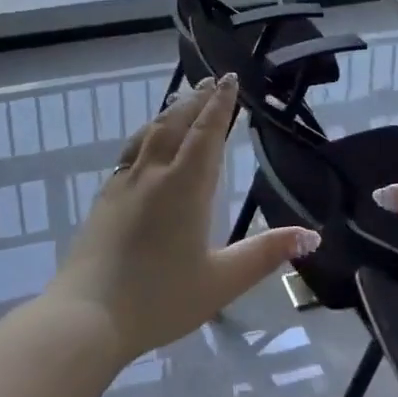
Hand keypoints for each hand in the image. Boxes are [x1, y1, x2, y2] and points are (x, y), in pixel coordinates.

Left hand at [48, 76, 320, 359]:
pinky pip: (130, 151)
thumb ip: (265, 254)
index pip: (207, 132)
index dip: (220, 104)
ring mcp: (123, 184)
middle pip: (176, 123)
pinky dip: (147, 134)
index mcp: (185, 187)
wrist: (86, 317)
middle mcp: (154, 174)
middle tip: (209, 80)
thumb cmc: (161, 299)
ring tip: (182, 99)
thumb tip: (311, 235)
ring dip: (170, 112)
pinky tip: (145, 144)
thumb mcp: (222, 281)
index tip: (228, 79)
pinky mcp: (103, 199)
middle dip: (196, 99)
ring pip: (150, 133)